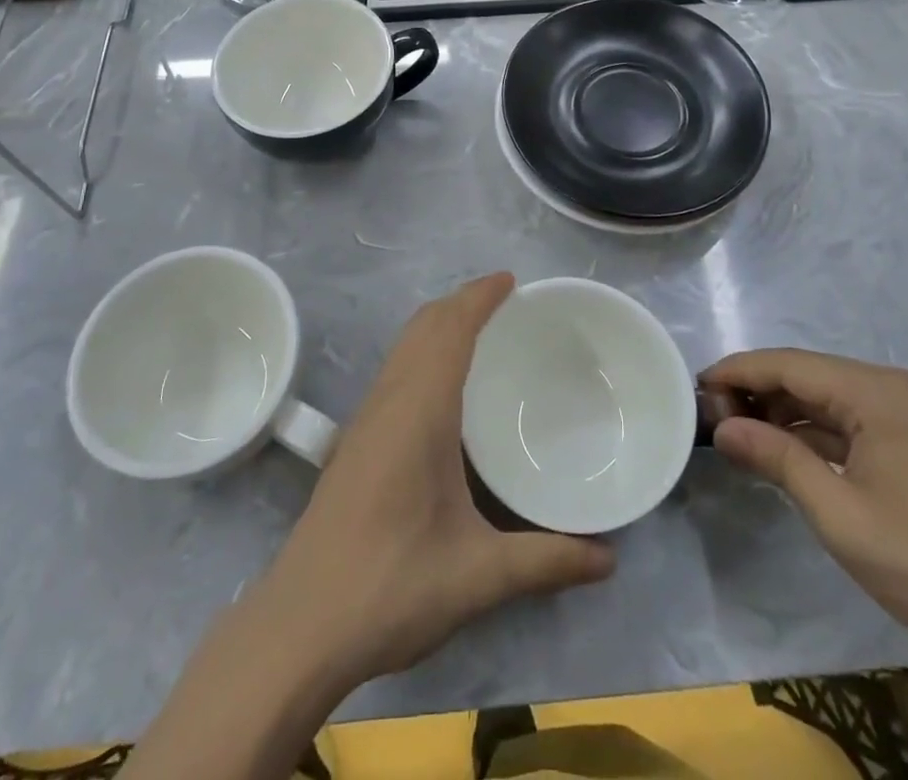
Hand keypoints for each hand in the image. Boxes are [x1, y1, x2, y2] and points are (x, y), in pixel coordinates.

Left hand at [260, 273, 614, 685]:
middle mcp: (388, 402)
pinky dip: (422, 352)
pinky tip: (440, 389)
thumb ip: (546, 562)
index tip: (511, 281)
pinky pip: (394, 371)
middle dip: (461, 302)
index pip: (449, 330)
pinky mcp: (353, 443)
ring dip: (438, 325)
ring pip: (403, 347)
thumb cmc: (390, 586)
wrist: (299, 626)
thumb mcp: (478, 576)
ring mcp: (364, 421)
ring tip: (478, 331)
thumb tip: (609, 559)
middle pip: (423, 327)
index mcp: (418, 411)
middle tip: (505, 302)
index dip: (478, 297)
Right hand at [701, 348, 907, 659]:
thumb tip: (722, 427)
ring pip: (830, 394)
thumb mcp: (839, 514)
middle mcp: (896, 386)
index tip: (696, 388)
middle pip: (809, 373)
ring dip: (786, 411)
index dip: (738, 372)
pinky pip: (854, 417)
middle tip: (715, 419)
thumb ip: (776, 459)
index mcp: (878, 392)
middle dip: (759, 391)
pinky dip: (817, 430)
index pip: (789, 364)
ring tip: (743, 435)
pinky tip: (788, 449)